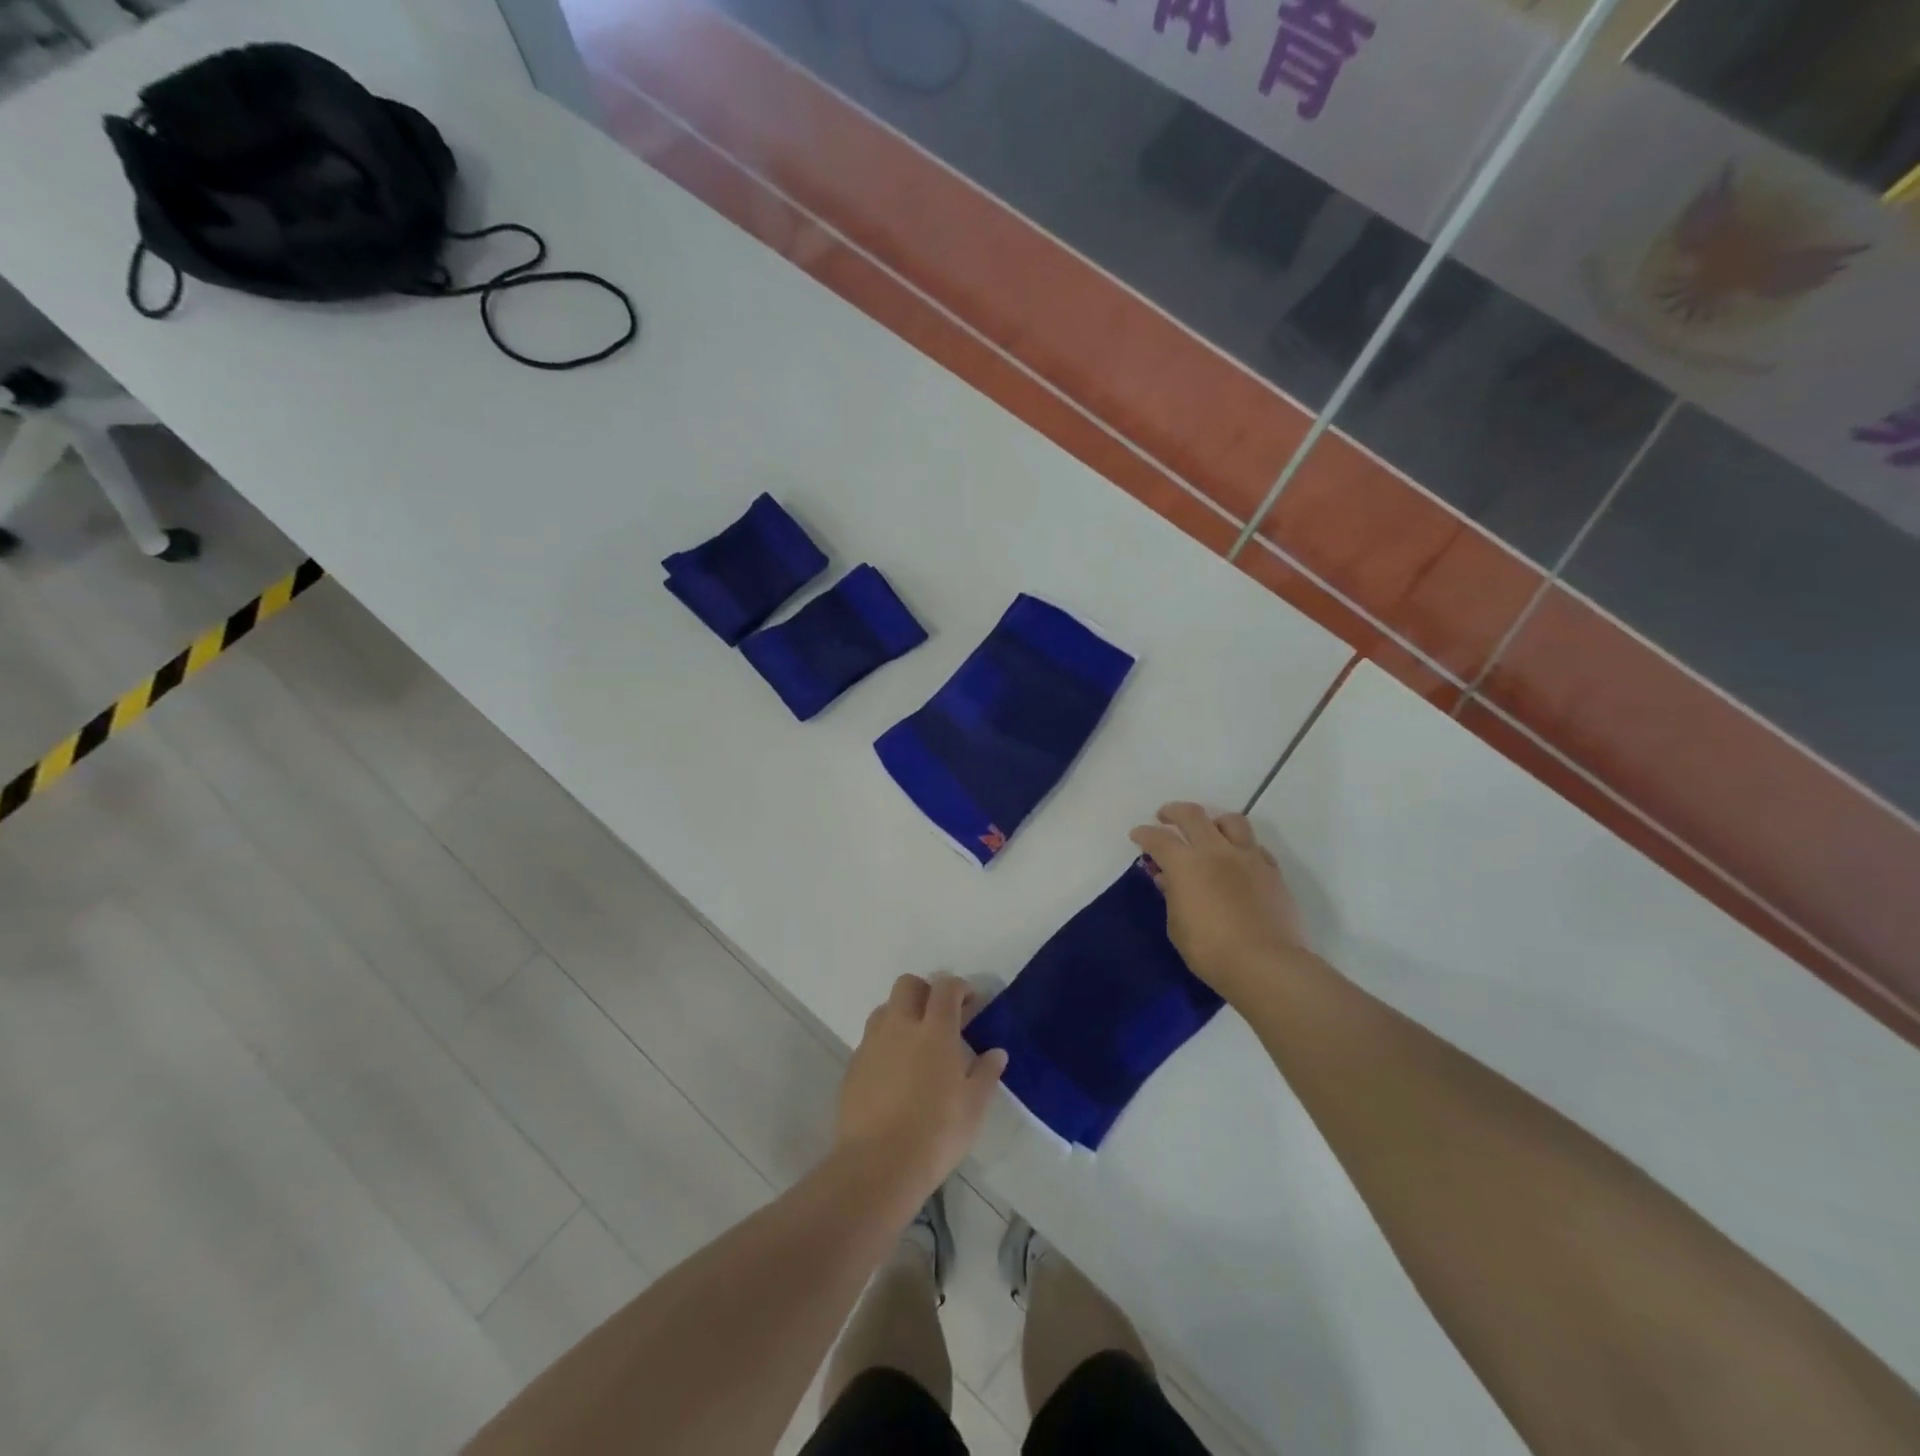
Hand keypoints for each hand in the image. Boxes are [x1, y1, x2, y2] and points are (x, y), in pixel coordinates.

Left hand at [834, 974, 1007, 1207]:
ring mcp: (872, 1044)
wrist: (877, 1165)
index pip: (945, 987)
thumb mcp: (973, 1107)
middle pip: (908, 985)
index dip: (959, 987)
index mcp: (935, 1030)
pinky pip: (870, 1039)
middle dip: (926, 991)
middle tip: (940, 1016)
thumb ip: (985, 1074)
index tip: (970, 1002)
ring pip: (885, 1009)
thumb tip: (996, 1053)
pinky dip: (884, 1043)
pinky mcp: (853, 1066)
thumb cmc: (936, 1134)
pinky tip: (894, 1072)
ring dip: (901, 1013)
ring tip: (915, 1042)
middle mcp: (900, 1026)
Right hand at [1130, 802, 1307, 1001]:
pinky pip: (1254, 846)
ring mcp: (1248, 858)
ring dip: (1214, 821)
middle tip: (1165, 817)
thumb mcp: (1177, 926)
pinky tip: (1237, 860)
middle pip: (1192, 815)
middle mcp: (1216, 851)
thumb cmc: (1210, 950)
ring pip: (1231, 821)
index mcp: (1186, 864)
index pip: (1158, 838)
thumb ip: (1171, 895)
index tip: (1137, 836)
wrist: (1265, 964)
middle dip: (1173, 811)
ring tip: (1208, 831)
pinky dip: (1241, 846)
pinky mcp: (1271, 871)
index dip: (1143, 834)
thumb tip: (1167, 878)